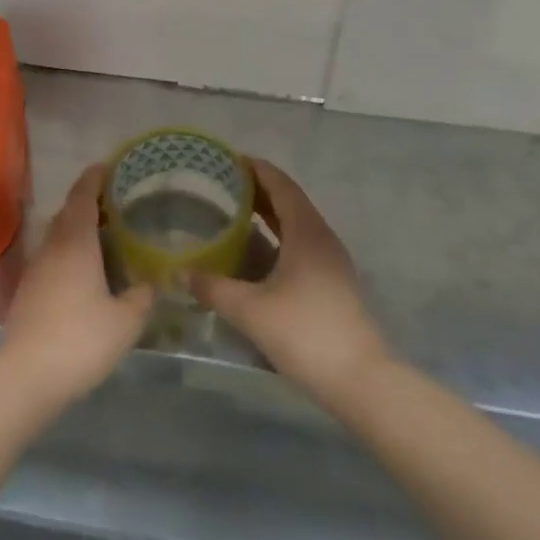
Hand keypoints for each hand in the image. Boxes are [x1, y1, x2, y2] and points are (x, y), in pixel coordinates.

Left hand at [0, 164, 153, 405]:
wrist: (27, 375)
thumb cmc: (81, 339)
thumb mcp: (126, 321)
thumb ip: (141, 297)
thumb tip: (150, 284)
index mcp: (76, 243)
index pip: (82, 197)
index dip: (94, 178)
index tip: (108, 167)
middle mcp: (52, 248)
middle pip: (67, 213)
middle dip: (88, 202)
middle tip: (114, 204)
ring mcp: (35, 269)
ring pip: (57, 236)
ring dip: (76, 229)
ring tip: (103, 237)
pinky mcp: (27, 291)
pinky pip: (51, 258)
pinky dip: (68, 252)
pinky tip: (83, 272)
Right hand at [191, 160, 388, 406]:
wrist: (359, 380)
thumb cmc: (305, 333)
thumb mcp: (250, 310)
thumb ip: (212, 287)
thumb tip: (179, 273)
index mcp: (307, 233)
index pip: (282, 186)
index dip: (257, 169)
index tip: (230, 160)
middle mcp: (322, 239)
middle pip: (290, 202)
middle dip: (258, 190)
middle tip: (223, 185)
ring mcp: (331, 262)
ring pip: (296, 225)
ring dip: (268, 215)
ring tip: (233, 212)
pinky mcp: (331, 283)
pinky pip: (300, 245)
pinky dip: (276, 237)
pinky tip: (254, 252)